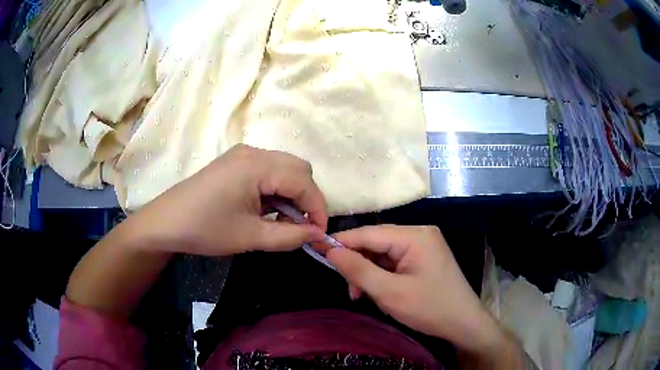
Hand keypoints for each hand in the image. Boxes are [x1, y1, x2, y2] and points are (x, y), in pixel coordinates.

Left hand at [131, 144, 327, 255]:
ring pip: (284, 168)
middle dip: (308, 198)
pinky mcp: (235, 163)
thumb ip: (290, 236)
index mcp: (257, 166)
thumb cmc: (206, 229)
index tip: (319, 234)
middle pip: (298, 168)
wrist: (165, 223)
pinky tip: (267, 210)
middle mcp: (253, 152)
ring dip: (293, 193)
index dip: (317, 208)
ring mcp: (242, 155)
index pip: (304, 181)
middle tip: (302, 226)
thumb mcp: (250, 237)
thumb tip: (318, 234)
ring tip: (284, 221)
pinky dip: (277, 189)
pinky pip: (268, 171)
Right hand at [327, 225, 519, 362]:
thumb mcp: (389, 292)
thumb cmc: (430, 308)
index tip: (318, 252)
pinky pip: (395, 262)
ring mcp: (424, 246)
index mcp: (415, 235)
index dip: (342, 242)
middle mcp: (420, 234)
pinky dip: (382, 276)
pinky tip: (379, 292)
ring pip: (383, 254)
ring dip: (369, 274)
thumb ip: (358, 269)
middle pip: (377, 243)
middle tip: (351, 290)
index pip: (369, 233)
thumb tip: (330, 250)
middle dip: (359, 265)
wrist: (464, 324)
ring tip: (363, 296)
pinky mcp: (424, 259)